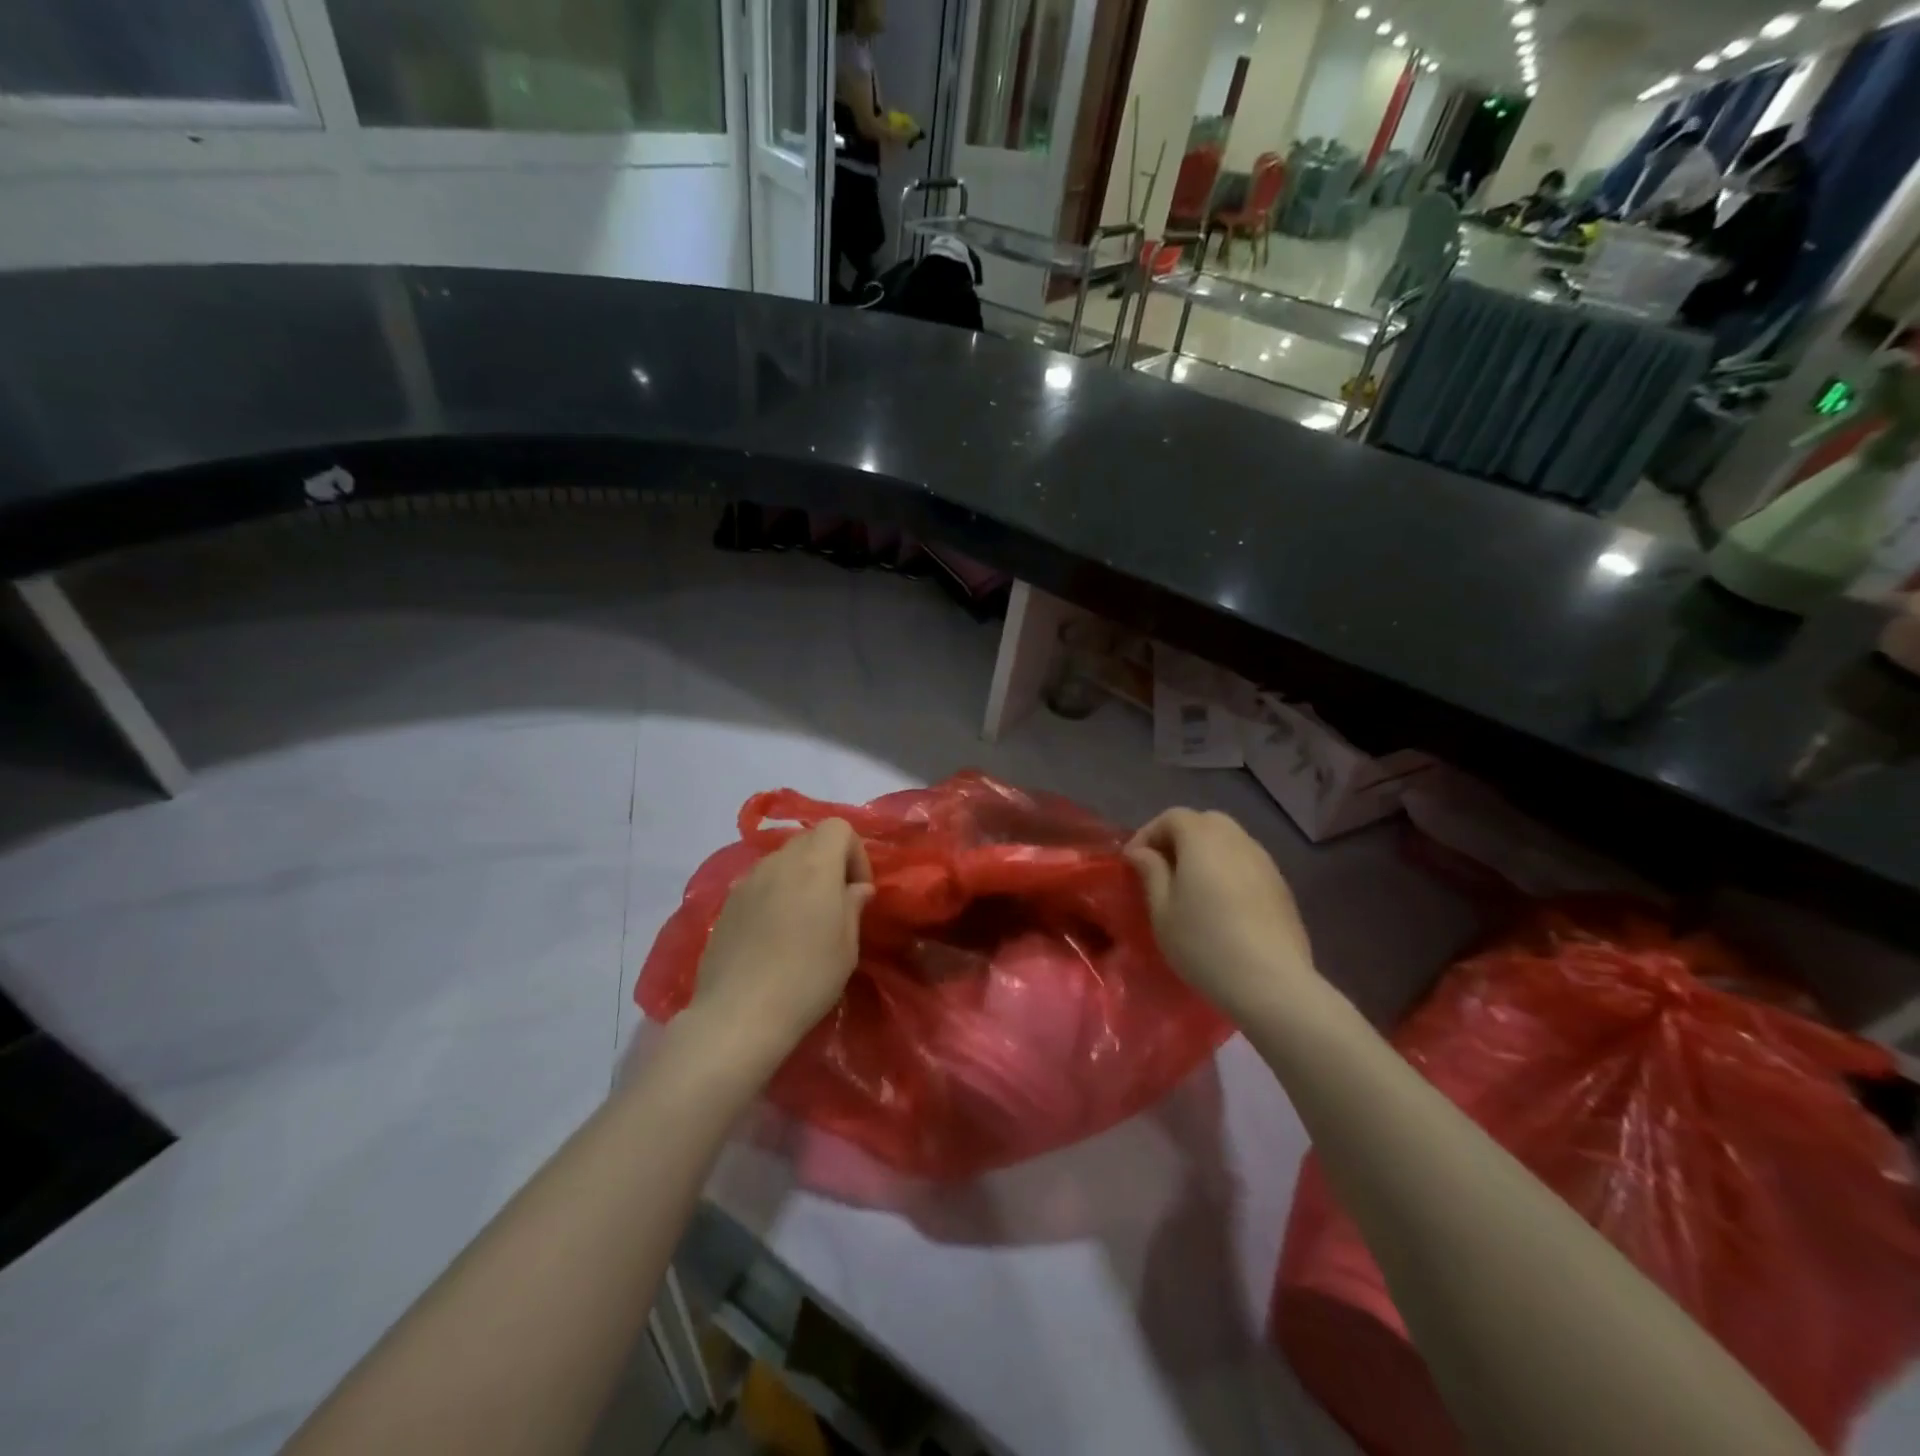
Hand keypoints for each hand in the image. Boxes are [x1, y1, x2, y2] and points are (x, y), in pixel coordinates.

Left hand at [687, 820, 873, 1069]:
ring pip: (782, 862)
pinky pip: (759, 884)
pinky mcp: (726, 904)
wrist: (739, 1014)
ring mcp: (746, 880)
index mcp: (815, 864)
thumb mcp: (847, 946)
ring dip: (799, 879)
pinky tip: (773, 935)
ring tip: (803, 921)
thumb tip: (856, 888)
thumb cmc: (807, 978)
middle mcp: (778, 861)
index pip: (838, 827)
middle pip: (808, 840)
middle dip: (828, 863)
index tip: (857, 891)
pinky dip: (774, 895)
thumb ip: (853, 906)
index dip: (855, 854)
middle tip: (834, 904)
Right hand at [1125, 809, 1316, 1024]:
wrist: (1272, 981)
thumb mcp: (1163, 911)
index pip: (1172, 817)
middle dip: (1179, 837)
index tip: (1132, 862)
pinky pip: (1246, 863)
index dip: (1148, 834)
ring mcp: (1264, 861)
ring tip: (1190, 885)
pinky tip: (1221, 903)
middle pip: (1204, 822)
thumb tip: (1142, 852)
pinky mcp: (1281, 885)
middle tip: (1162, 867)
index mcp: (1202, 839)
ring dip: (1205, 853)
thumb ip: (1151, 873)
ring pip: (1229, 840)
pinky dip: (1227, 869)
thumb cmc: (1205, 943)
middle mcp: (1236, 839)